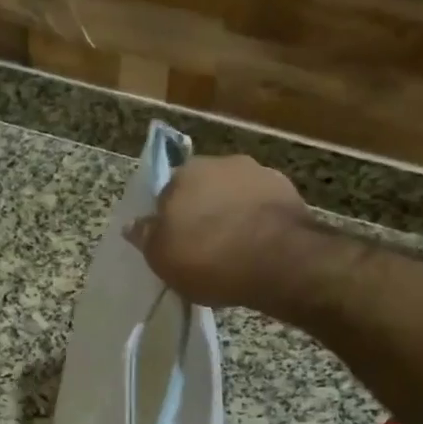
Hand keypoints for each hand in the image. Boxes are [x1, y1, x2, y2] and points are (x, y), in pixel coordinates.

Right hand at [125, 155, 309, 308]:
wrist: (280, 261)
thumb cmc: (210, 259)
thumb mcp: (163, 258)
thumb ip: (146, 238)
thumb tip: (133, 224)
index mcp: (184, 173)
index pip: (167, 195)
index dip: (171, 221)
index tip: (177, 244)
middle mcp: (221, 163)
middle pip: (204, 190)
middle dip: (204, 212)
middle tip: (206, 247)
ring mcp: (259, 173)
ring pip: (236, 196)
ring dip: (234, 215)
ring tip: (236, 250)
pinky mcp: (289, 191)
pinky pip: (264, 208)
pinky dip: (260, 223)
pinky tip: (261, 248)